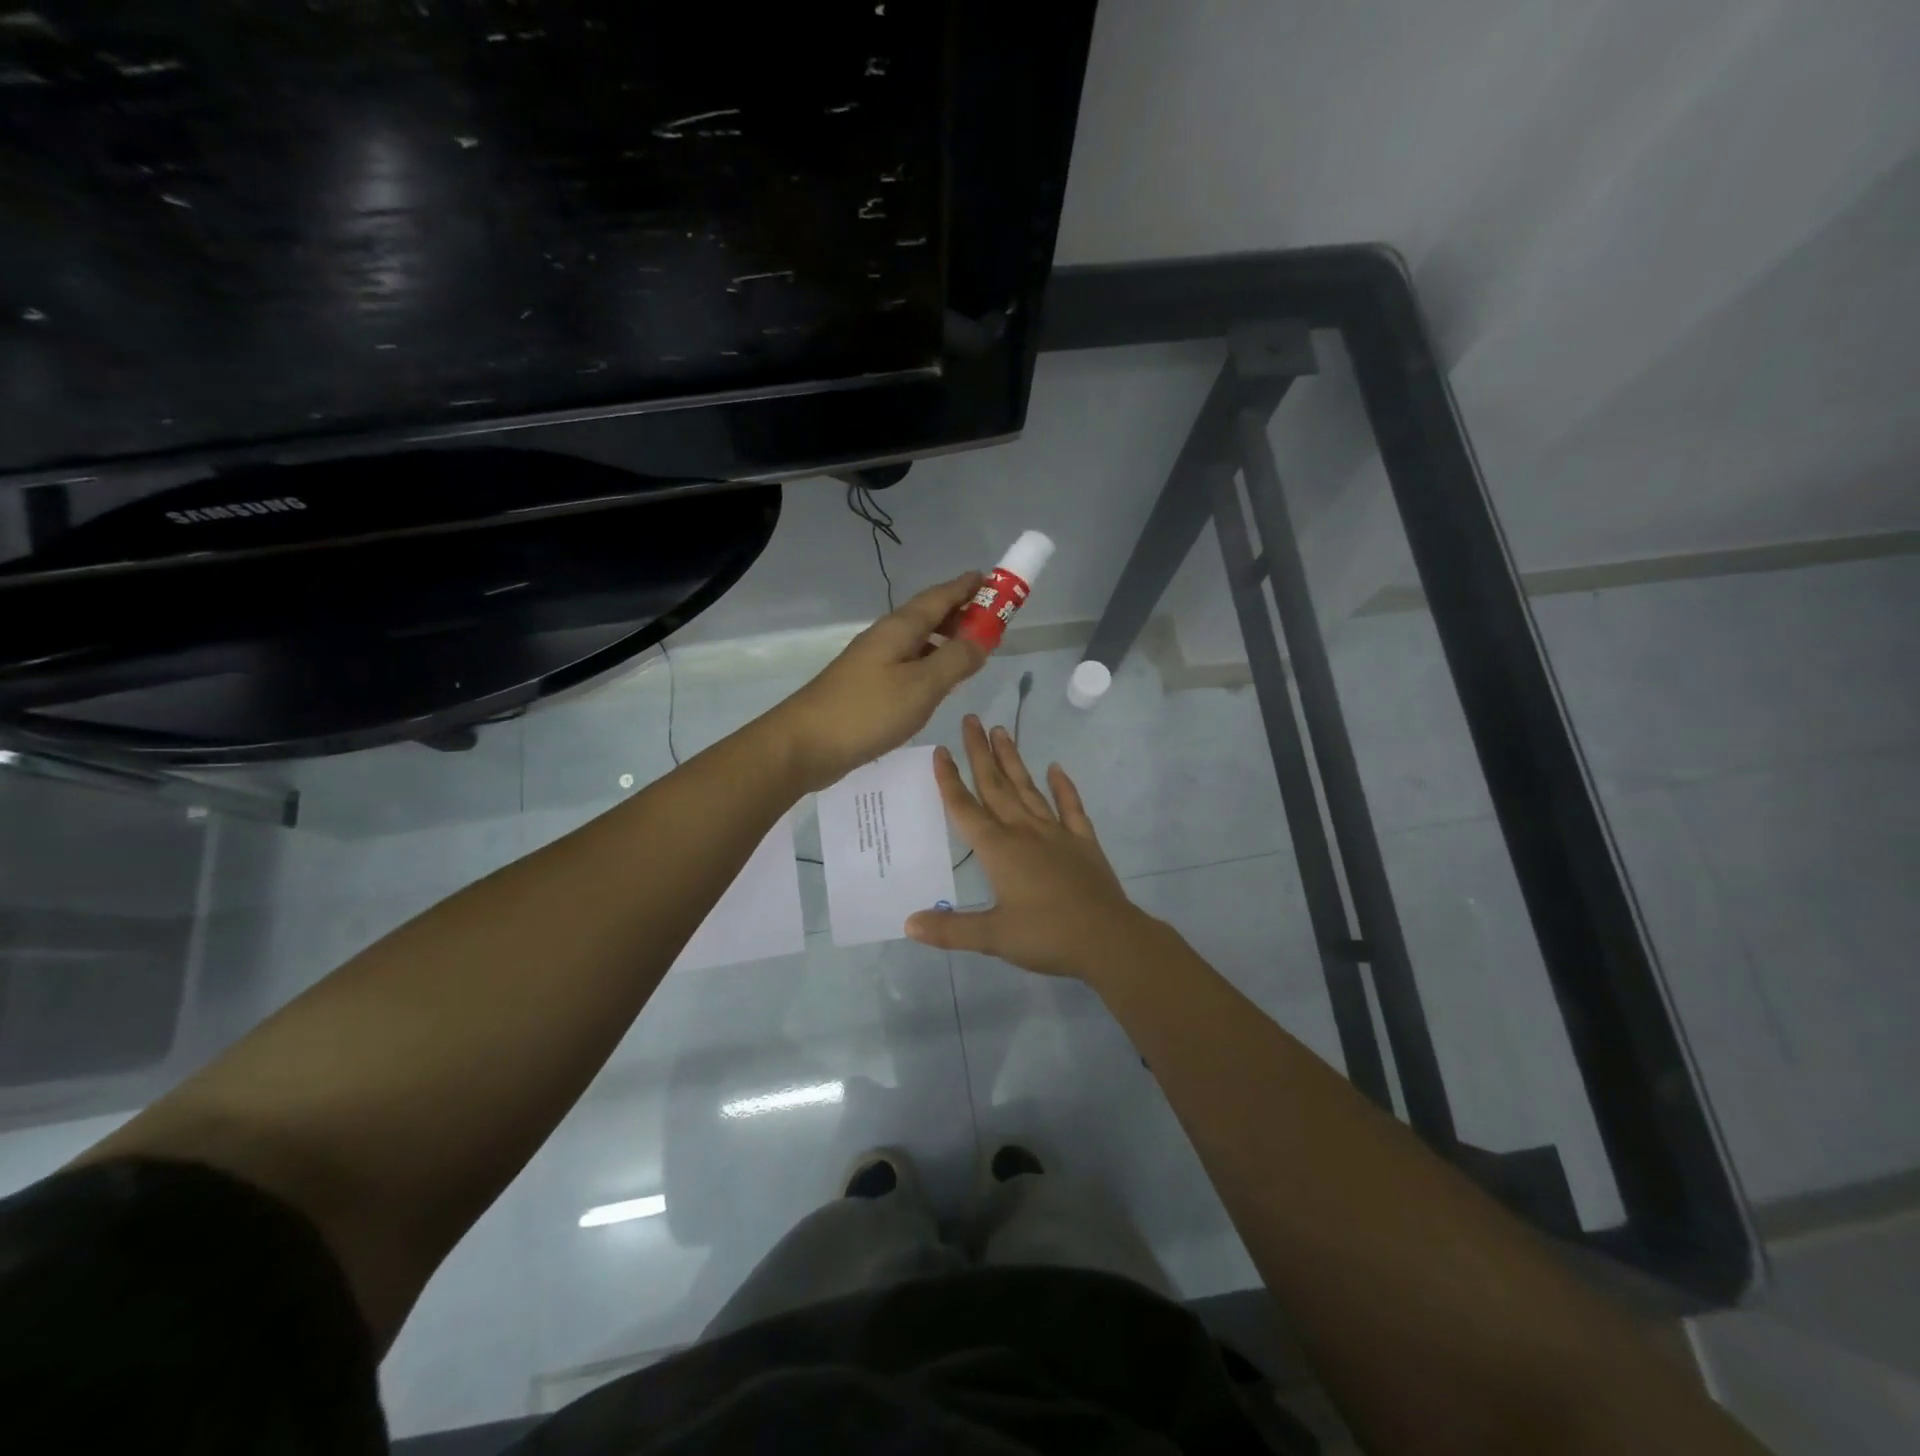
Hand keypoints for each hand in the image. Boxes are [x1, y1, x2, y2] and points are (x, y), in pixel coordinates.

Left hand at [773, 574, 988, 792]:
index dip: (968, 587)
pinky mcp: (868, 685)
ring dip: (946, 639)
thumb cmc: (868, 710)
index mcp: (900, 628)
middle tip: (993, 620)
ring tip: (973, 650)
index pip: (940, 596)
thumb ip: (956, 660)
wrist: (806, 744)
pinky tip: (938, 681)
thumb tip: (983, 637)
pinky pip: (908, 663)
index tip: (994, 580)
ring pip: (918, 640)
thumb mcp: (922, 685)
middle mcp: (886, 637)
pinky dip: (930, 663)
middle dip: (960, 613)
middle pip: (928, 615)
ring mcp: (874, 661)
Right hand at [905, 715, 1161, 979]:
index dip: (949, 780)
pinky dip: (1063, 787)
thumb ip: (950, 929)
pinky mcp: (1082, 842)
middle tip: (970, 719)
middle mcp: (1024, 832)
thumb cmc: (1046, 936)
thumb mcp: (993, 938)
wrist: (1108, 939)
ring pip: (1028, 789)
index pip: (966, 808)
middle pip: (996, 786)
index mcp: (999, 850)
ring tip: (1001, 730)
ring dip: (1013, 760)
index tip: (939, 750)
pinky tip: (1056, 768)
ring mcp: (1056, 833)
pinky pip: (1071, 807)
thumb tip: (908, 923)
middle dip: (980, 753)